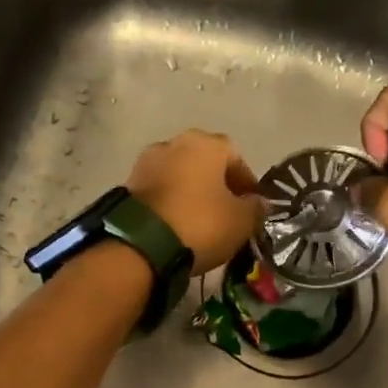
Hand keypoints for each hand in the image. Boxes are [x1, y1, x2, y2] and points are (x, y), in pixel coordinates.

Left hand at [128, 130, 264, 272]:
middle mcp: (175, 142)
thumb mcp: (241, 222)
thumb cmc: (201, 224)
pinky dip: (171, 203)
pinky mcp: (128, 185)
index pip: (236, 157)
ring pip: (180, 176)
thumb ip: (255, 209)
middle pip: (205, 163)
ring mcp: (147, 162)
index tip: (251, 206)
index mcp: (206, 144)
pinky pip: (160, 191)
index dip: (246, 182)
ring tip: (200, 221)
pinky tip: (177, 224)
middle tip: (226, 213)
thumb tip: (258, 203)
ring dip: (192, 193)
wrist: (142, 244)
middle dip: (217, 185)